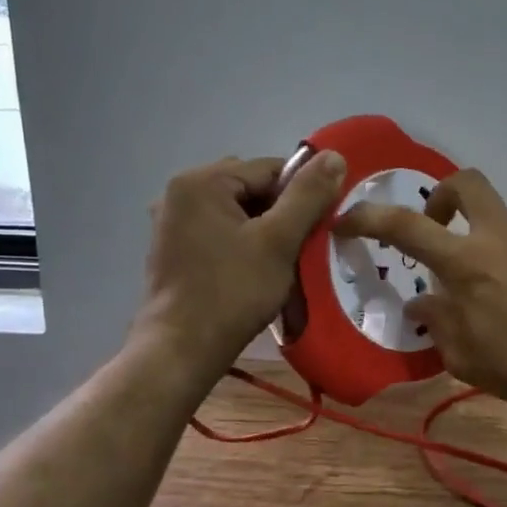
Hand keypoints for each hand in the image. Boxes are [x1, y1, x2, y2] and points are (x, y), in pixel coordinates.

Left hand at [140, 150, 346, 366]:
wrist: (182, 349)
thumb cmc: (232, 292)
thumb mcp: (278, 241)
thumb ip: (307, 196)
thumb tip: (334, 156)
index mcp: (201, 181)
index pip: (269, 169)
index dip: (302, 193)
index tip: (321, 224)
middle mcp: (180, 193)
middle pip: (251, 188)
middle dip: (282, 212)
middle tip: (301, 247)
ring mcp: (171, 223)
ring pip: (237, 212)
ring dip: (264, 230)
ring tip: (281, 262)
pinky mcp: (172, 250)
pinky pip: (219, 232)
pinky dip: (242, 244)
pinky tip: (255, 271)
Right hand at [333, 169, 506, 430]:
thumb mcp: (469, 360)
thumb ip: (439, 324)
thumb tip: (423, 303)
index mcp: (470, 263)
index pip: (406, 226)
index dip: (369, 217)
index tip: (348, 220)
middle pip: (466, 183)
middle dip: (443, 196)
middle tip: (440, 228)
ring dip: (496, 250)